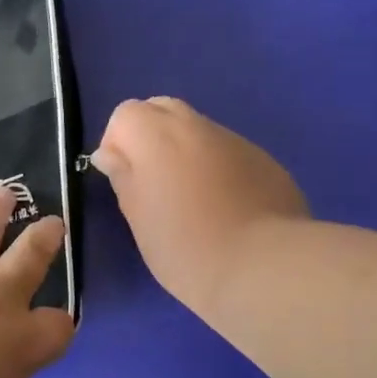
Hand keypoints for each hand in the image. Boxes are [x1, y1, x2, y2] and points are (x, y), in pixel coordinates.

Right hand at [91, 97, 309, 315]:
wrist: (264, 267)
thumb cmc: (186, 247)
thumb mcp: (138, 217)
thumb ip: (122, 177)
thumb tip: (110, 154)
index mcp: (157, 135)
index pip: (126, 113)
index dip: (117, 142)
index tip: (122, 178)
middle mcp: (196, 126)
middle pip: (162, 109)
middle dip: (150, 136)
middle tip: (152, 182)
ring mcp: (236, 141)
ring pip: (198, 131)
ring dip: (185, 152)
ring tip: (191, 200)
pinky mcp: (265, 161)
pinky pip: (228, 153)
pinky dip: (217, 168)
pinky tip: (225, 208)